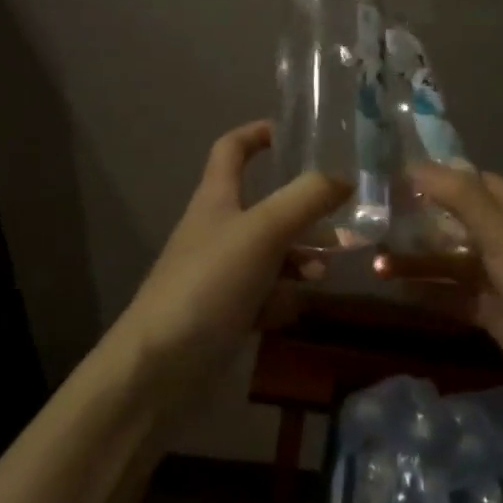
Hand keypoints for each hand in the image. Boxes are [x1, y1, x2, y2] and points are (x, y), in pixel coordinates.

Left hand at [120, 120, 350, 390]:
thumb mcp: (264, 231)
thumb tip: (344, 177)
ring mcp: (219, 273)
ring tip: (325, 272)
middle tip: (341, 217)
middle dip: (303, 210)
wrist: (158, 370)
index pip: (232, 148)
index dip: (259, 133)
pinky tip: (292, 311)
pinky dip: (281, 298)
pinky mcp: (224, 313)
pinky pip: (263, 295)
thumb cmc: (209, 283)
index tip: (294, 132)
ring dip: (300, 258)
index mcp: (217, 198)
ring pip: (271, 253)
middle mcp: (218, 229)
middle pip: (264, 205)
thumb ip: (306, 199)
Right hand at [376, 164, 502, 413]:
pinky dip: (423, 289)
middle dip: (414, 219)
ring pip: (445, 258)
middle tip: (370, 219)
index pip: (464, 180)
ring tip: (374, 260)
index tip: (388, 176)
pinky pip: (447, 292)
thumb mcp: (499, 232)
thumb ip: (459, 196)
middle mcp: (500, 235)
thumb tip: (412, 164)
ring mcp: (493, 273)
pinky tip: (392, 288)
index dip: (430, 176)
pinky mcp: (486, 308)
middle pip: (449, 219)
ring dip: (413, 258)